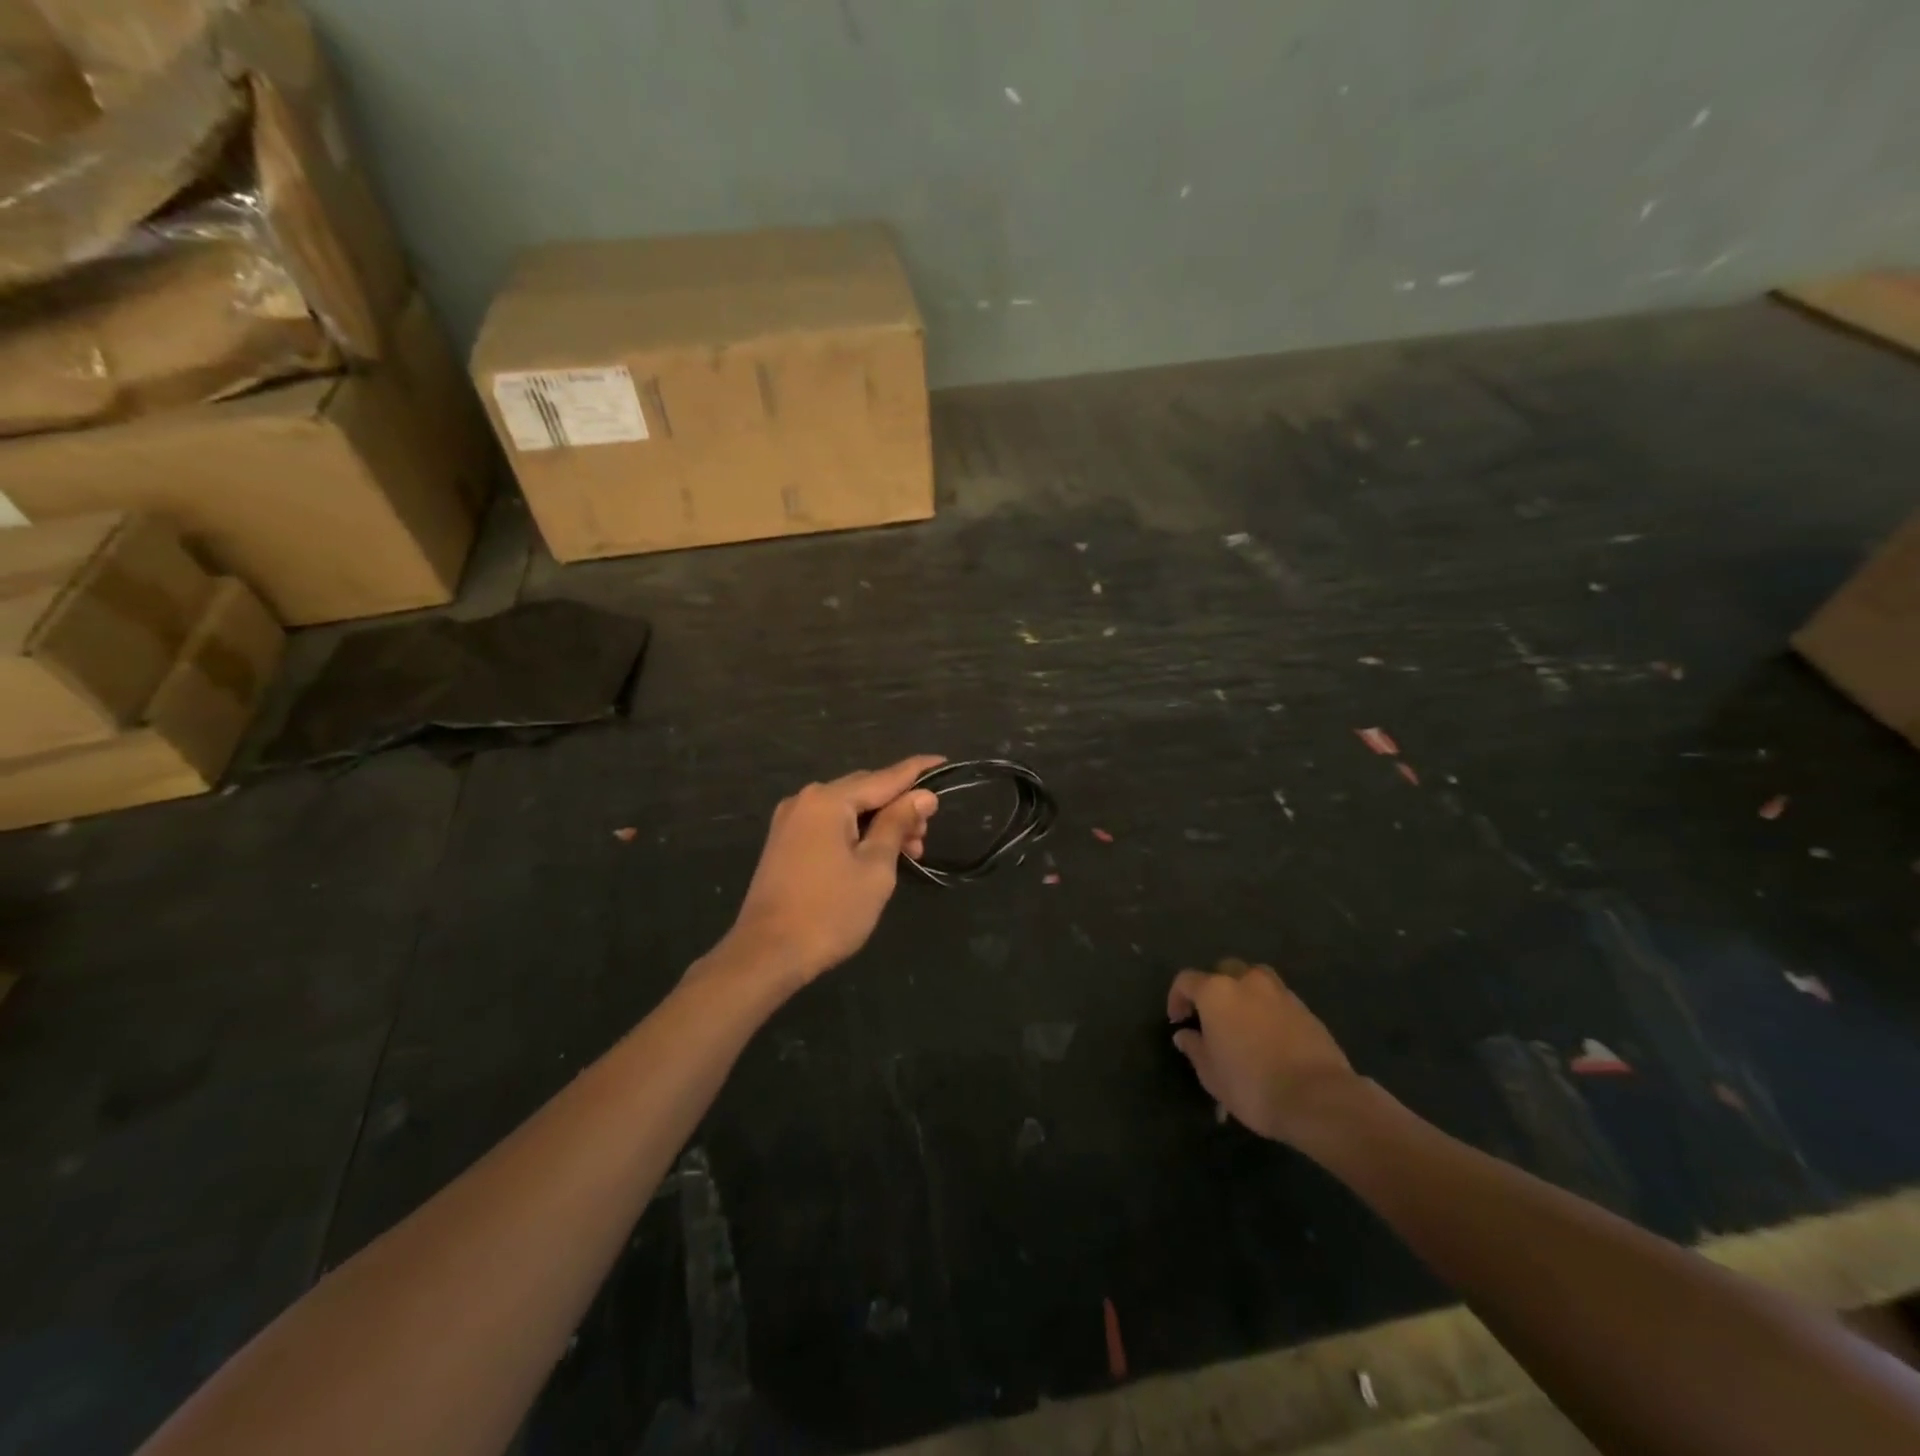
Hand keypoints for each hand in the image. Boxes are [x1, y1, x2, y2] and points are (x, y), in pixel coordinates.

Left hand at [723, 755, 943, 986]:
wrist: (767, 954)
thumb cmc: (829, 912)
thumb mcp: (875, 868)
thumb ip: (898, 824)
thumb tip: (922, 795)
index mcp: (828, 800)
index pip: (884, 777)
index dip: (917, 771)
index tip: (944, 762)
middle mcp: (806, 800)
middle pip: (864, 790)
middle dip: (899, 806)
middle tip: (926, 834)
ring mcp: (791, 821)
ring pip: (847, 809)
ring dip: (879, 823)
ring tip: (908, 852)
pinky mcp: (785, 843)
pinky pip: (830, 824)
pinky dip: (857, 832)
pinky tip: (876, 854)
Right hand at [1168, 958, 1360, 1143]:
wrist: (1318, 1099)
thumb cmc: (1251, 1085)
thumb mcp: (1210, 1074)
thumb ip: (1194, 1048)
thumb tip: (1185, 1035)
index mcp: (1216, 992)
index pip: (1186, 980)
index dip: (1177, 998)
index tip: (1178, 1021)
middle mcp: (1247, 982)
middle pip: (1224, 970)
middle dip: (1214, 988)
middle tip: (1212, 1016)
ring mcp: (1280, 993)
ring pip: (1255, 979)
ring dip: (1245, 993)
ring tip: (1244, 1021)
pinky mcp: (1306, 1010)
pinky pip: (1279, 999)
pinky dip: (1269, 1009)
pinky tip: (1270, 1035)